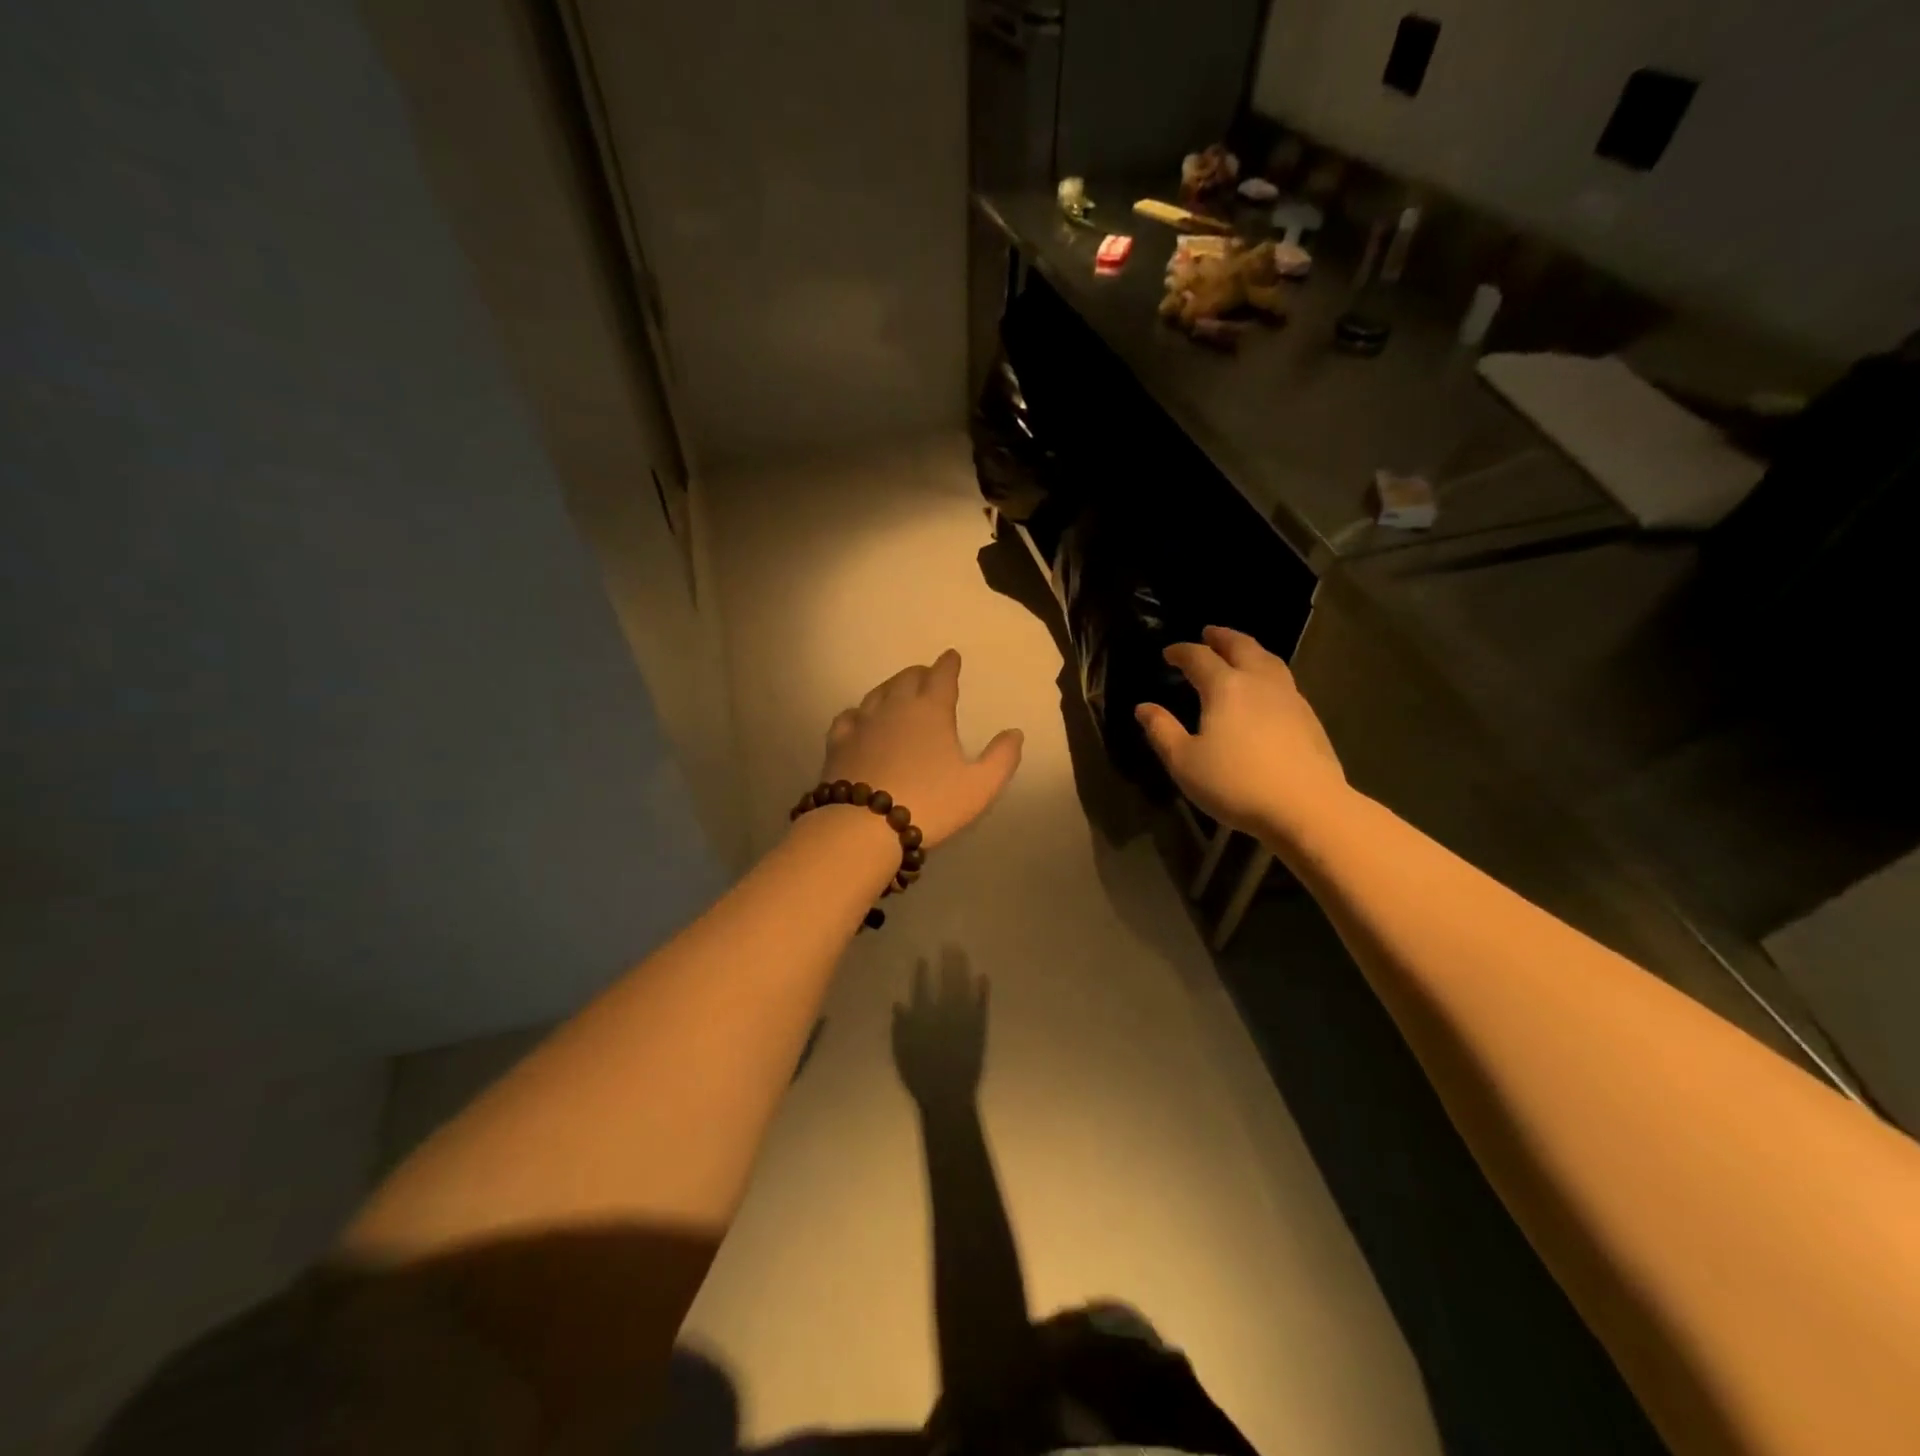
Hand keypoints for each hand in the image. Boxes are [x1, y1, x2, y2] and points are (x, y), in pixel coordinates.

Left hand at [820, 650, 1022, 849]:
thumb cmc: (930, 803)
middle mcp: (895, 707)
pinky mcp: (838, 743)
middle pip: (907, 678)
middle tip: (927, 676)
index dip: (948, 664)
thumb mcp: (979, 786)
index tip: (951, 657)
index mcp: (931, 711)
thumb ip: (1001, 758)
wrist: (864, 826)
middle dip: (921, 673)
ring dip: (891, 687)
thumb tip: (1014, 733)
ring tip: (897, 691)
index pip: (942, 676)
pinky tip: (859, 718)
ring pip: (878, 693)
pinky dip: (859, 712)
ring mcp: (862, 723)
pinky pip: (849, 716)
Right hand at [892, 950, 988, 1110]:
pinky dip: (982, 990)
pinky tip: (983, 977)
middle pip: (945, 982)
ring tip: (962, 953)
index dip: (922, 973)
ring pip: (963, 987)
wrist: (948, 1096)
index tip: (923, 958)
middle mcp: (943, 1013)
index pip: (921, 989)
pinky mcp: (978, 1028)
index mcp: (923, 1018)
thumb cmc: (920, 1076)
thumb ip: (900, 1027)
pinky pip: (980, 1004)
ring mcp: (963, 1019)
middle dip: (947, 962)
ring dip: (963, 969)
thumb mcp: (902, 1052)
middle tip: (949, 945)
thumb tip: (900, 1003)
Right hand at [1134, 626, 1347, 842]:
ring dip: (1250, 649)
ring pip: (1268, 660)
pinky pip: (1283, 680)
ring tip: (1240, 651)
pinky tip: (1265, 688)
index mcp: (1225, 687)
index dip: (1182, 652)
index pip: (1199, 658)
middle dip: (1222, 637)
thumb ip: (1162, 731)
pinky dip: (1267, 671)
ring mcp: (1289, 697)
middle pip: (1241, 646)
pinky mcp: (1308, 716)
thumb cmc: (1236, 783)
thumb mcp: (1184, 762)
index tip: (1169, 653)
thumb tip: (1144, 708)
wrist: (1306, 806)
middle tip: (1209, 632)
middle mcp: (1259, 682)